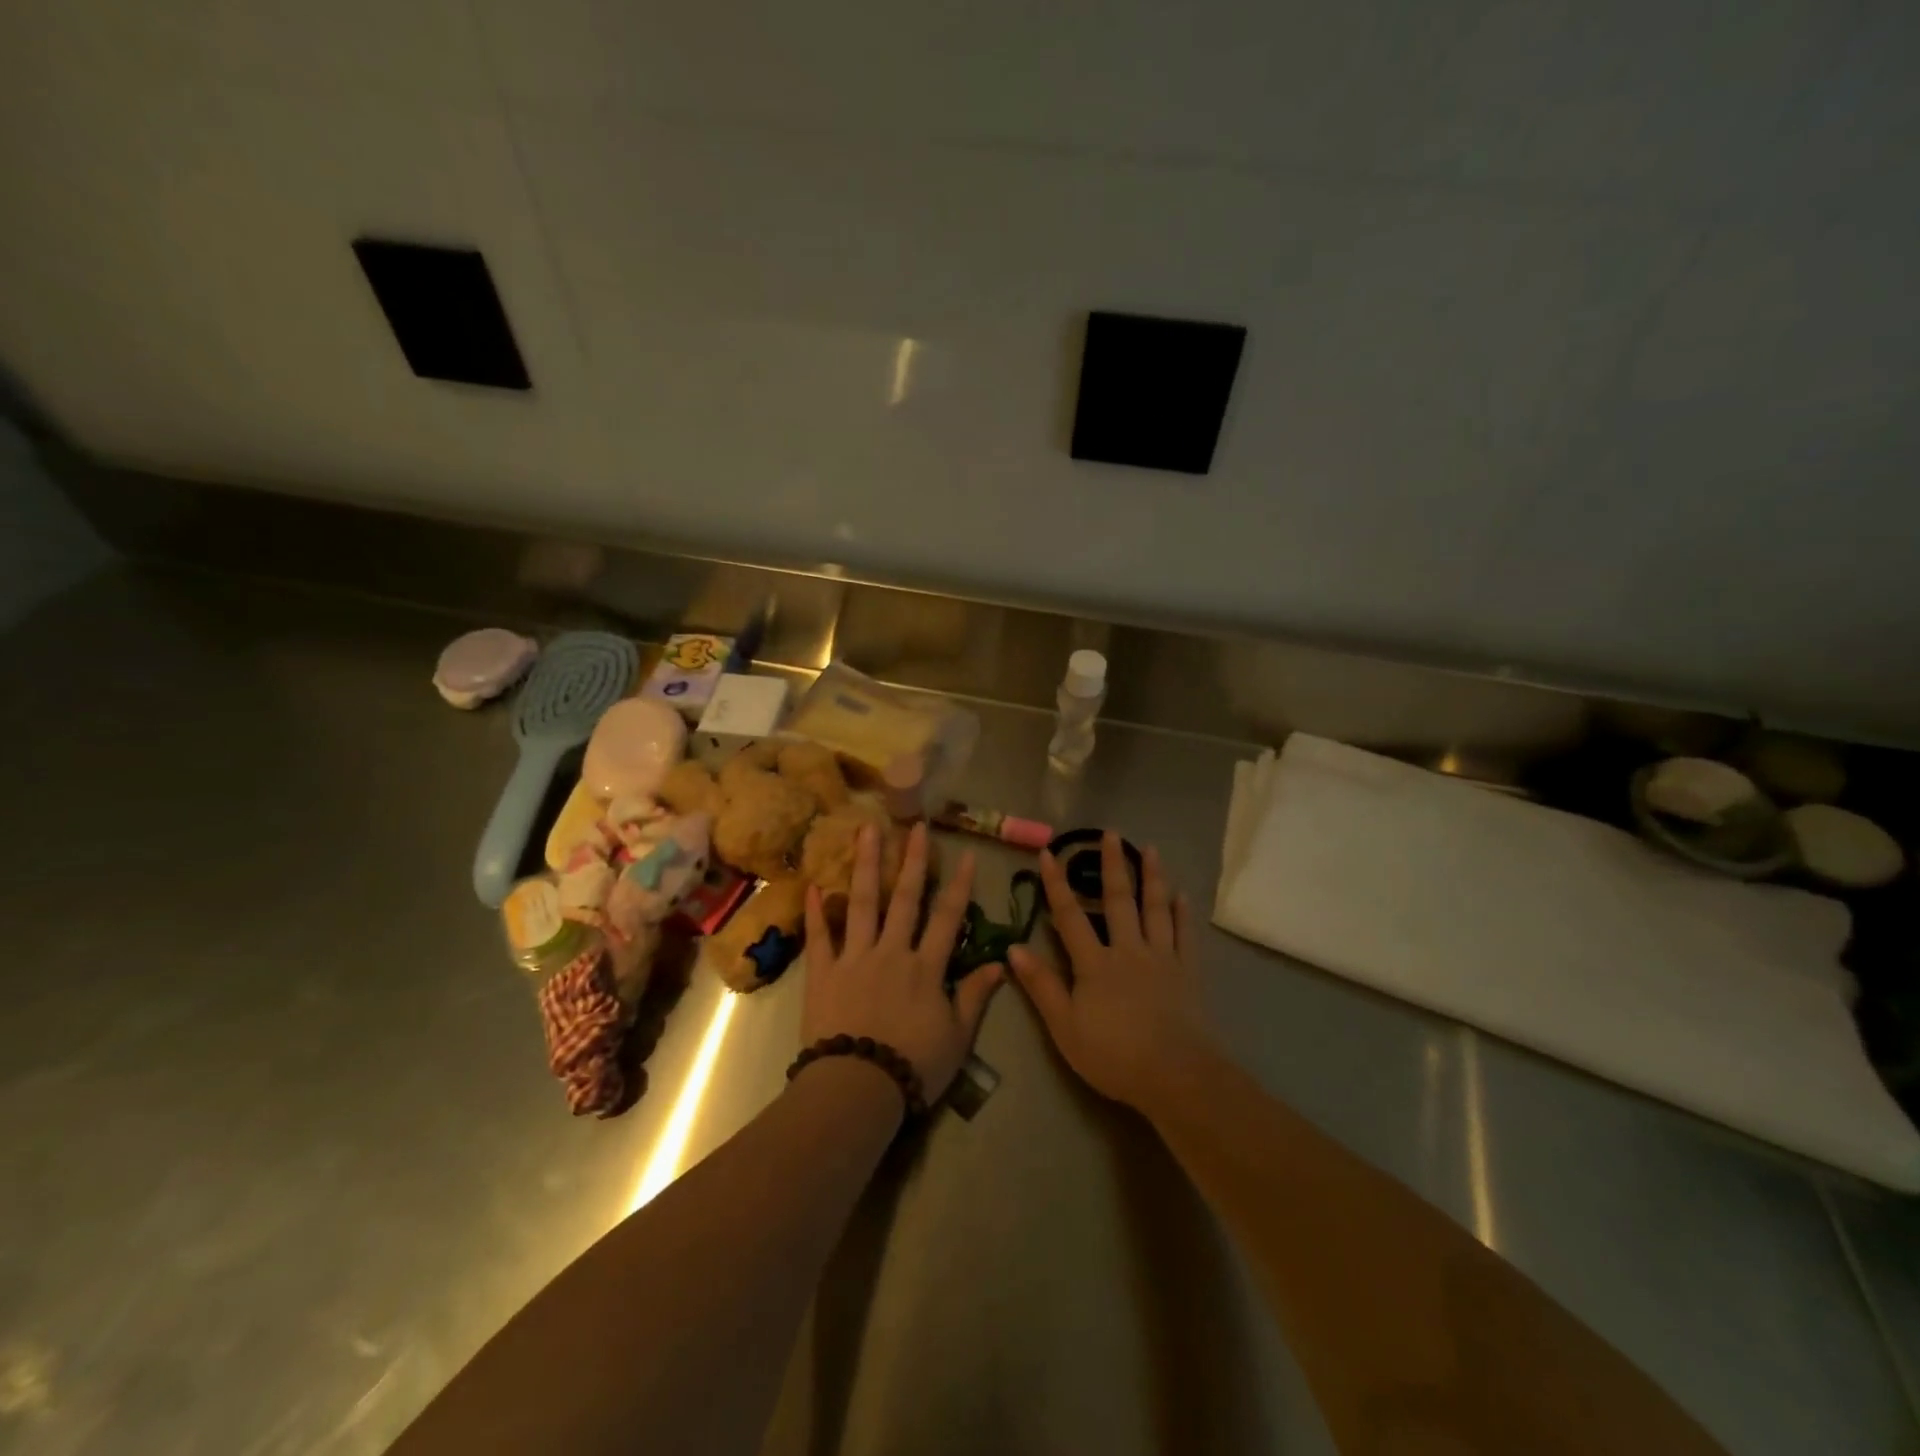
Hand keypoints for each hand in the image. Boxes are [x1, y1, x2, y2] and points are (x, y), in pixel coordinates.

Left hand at [801, 821, 1002, 1102]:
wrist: (858, 1088)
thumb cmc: (914, 1066)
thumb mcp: (957, 1037)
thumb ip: (975, 996)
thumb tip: (1000, 963)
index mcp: (926, 967)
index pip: (947, 918)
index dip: (959, 885)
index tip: (966, 854)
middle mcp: (892, 952)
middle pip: (905, 899)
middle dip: (912, 860)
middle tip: (914, 825)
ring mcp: (855, 958)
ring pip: (862, 903)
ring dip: (867, 865)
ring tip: (866, 829)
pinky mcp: (823, 973)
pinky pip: (820, 937)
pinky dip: (815, 912)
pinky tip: (813, 885)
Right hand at [1009, 831, 1213, 1111]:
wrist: (1176, 1076)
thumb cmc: (1113, 1055)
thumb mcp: (1065, 1026)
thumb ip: (1041, 985)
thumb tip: (1014, 947)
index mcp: (1094, 963)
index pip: (1070, 915)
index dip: (1057, 884)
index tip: (1050, 852)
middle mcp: (1128, 950)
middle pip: (1117, 900)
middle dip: (1111, 865)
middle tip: (1110, 833)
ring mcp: (1161, 958)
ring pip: (1155, 909)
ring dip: (1152, 877)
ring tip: (1150, 849)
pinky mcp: (1188, 973)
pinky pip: (1184, 935)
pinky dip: (1183, 914)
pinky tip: (1183, 896)